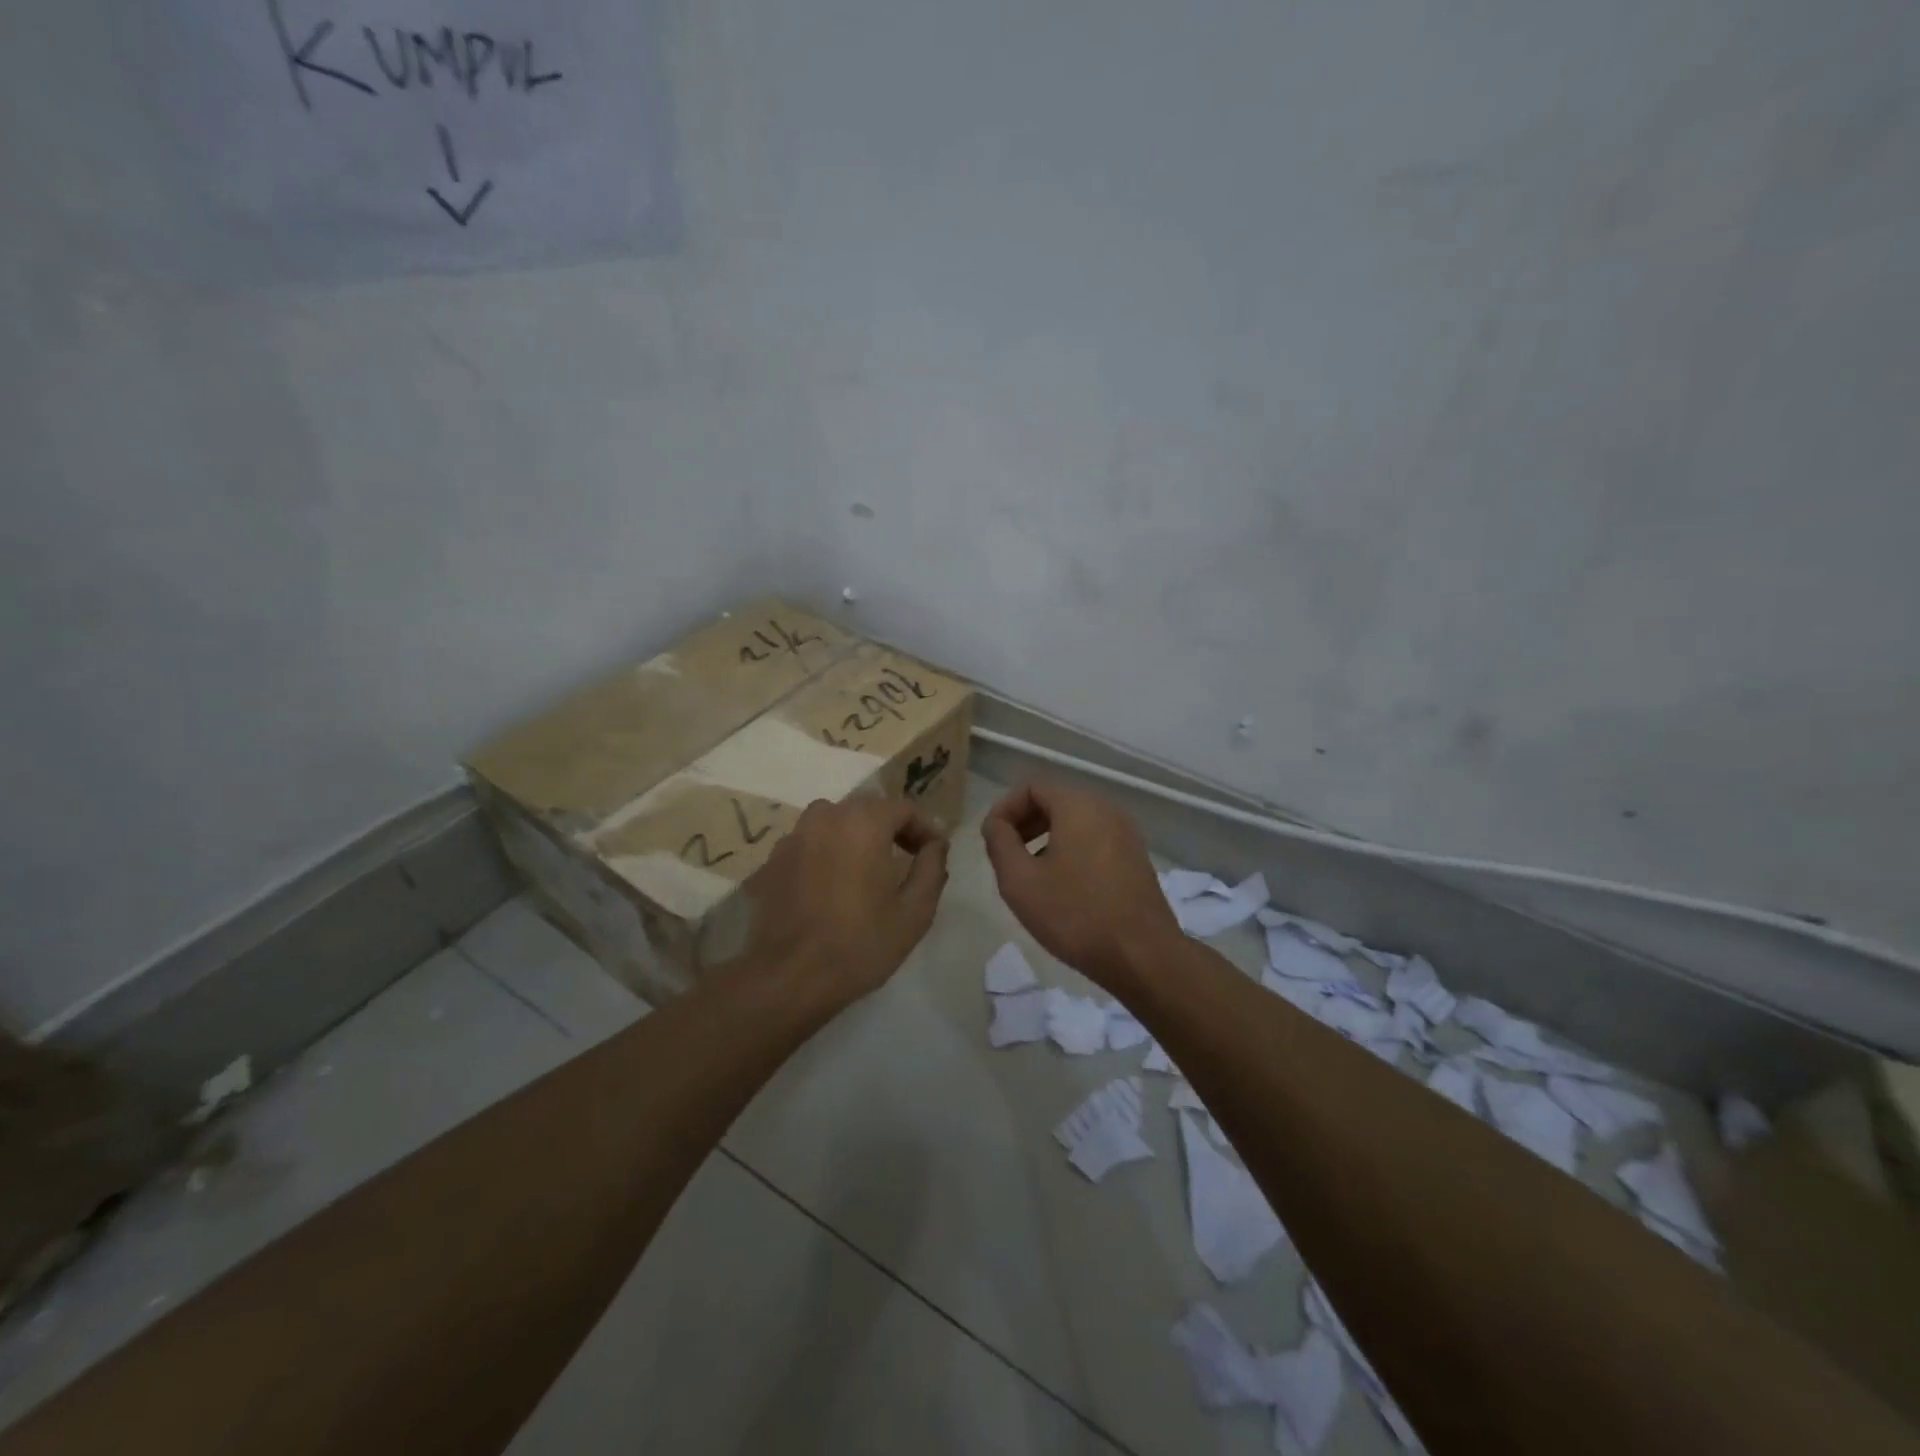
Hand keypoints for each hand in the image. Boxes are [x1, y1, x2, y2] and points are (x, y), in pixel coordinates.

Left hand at [743, 796, 949, 1008]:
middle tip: (907, 858)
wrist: (789, 978)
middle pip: (867, 809)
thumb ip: (932, 868)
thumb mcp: (914, 912)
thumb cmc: (860, 944)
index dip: (924, 828)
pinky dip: (827, 852)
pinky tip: (832, 886)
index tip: (933, 853)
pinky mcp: (772, 861)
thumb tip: (936, 844)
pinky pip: (809, 843)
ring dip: (856, 836)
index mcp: (863, 823)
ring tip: (868, 868)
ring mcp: (794, 837)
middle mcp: (825, 818)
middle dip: (891, 828)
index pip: (903, 808)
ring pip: (834, 822)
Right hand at [981, 781, 1178, 986]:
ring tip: (1031, 876)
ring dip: (1046, 840)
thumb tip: (996, 824)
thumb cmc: (1075, 914)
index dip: (1004, 810)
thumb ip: (999, 843)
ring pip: (1075, 824)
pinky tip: (1062, 889)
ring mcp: (1127, 835)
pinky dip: (1071, 853)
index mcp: (1079, 806)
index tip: (991, 841)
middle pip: (1055, 802)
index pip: (1031, 788)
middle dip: (1024, 825)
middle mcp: (1107, 810)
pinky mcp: (1136, 860)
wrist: (1142, 956)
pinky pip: (1095, 842)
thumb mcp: (1020, 880)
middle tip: (1006, 858)